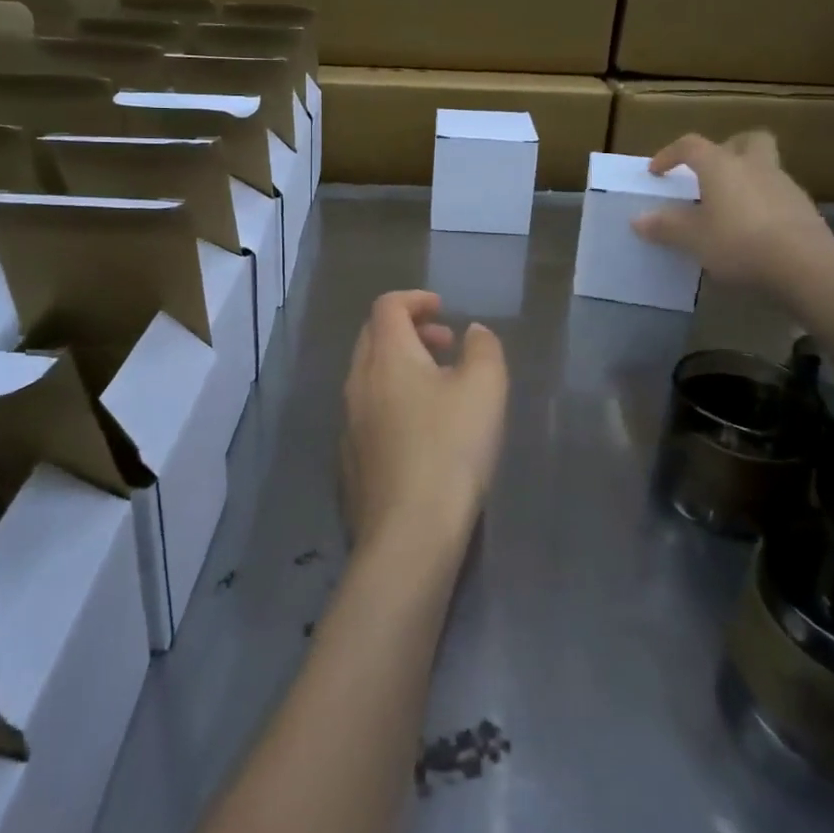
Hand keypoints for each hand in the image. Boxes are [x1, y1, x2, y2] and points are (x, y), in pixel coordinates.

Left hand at [342, 290, 507, 550]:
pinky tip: (420, 429)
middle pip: (374, 336)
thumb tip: (473, 332)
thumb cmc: (450, 450)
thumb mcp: (485, 390)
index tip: (443, 309)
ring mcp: (348, 422)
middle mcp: (357, 381)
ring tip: (440, 386)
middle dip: (409, 330)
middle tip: (445, 344)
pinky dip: (392, 398)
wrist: (408, 533)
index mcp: (386, 357)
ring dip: (401, 365)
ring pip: (369, 374)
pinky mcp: (349, 457)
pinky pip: (367, 409)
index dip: (415, 299)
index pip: (388, 306)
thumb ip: (484, 349)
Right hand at [632, 130, 833, 289]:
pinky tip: (752, 230)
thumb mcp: (692, 238)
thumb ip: (665, 226)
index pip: (691, 146)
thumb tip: (638, 219)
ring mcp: (784, 185)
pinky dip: (762, 204)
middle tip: (711, 171)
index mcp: (722, 165)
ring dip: (746, 180)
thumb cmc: (738, 241)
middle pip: (747, 140)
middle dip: (728, 148)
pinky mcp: (804, 209)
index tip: (657, 172)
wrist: (803, 263)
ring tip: (729, 209)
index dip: (670, 154)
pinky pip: (777, 196)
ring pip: (765, 168)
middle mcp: (754, 165)